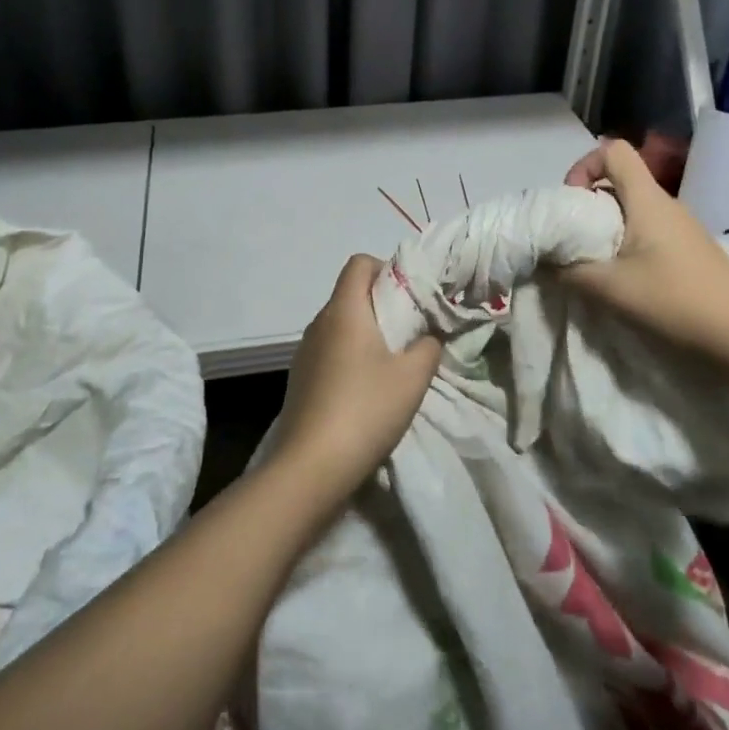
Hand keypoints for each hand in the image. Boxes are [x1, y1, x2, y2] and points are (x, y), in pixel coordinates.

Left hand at [272, 255, 442, 501]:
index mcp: (344, 310)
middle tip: (410, 331)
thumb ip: (428, 347)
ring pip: (339, 325)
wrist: (310, 466)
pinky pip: (329, 351)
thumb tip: (428, 337)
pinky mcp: (300, 379)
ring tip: (391, 364)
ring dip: (365, 334)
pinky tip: (366, 391)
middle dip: (381, 304)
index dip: (385, 268)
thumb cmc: (365, 409)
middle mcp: (319, 322)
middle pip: (350, 294)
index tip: (409, 296)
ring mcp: (304, 352)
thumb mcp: (413, 378)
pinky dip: (349, 357)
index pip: (359, 263)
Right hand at [558, 138, 728, 378]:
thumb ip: (570, 271)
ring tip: (595, 263)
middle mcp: (665, 204)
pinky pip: (648, 231)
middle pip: (620, 180)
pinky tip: (625, 279)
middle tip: (573, 238)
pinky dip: (627, 244)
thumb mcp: (611, 289)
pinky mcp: (690, 250)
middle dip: (588, 202)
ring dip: (607, 227)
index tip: (570, 202)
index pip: (614, 150)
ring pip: (633, 208)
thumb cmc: (676, 301)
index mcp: (647, 199)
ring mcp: (681, 227)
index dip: (584, 166)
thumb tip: (545, 261)